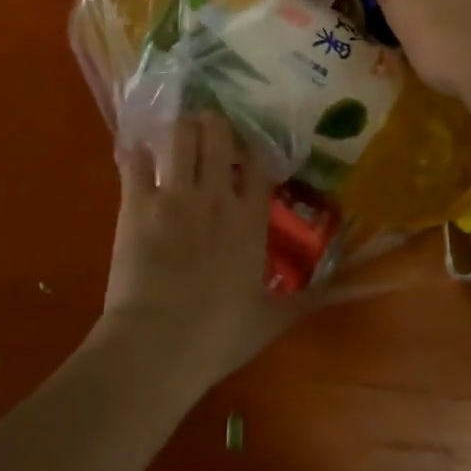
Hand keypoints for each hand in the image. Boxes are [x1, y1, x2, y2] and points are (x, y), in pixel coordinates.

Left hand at [97, 113, 310, 390]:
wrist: (157, 345)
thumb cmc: (217, 336)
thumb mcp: (270, 321)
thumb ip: (305, 299)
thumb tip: (335, 286)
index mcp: (250, 219)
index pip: (257, 162)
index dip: (251, 149)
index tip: (244, 151)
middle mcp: (216, 195)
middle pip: (217, 134)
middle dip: (211, 126)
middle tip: (205, 133)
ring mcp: (174, 195)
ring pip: (179, 135)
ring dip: (178, 130)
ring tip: (175, 137)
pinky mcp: (136, 202)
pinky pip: (134, 159)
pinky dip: (135, 153)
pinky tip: (137, 156)